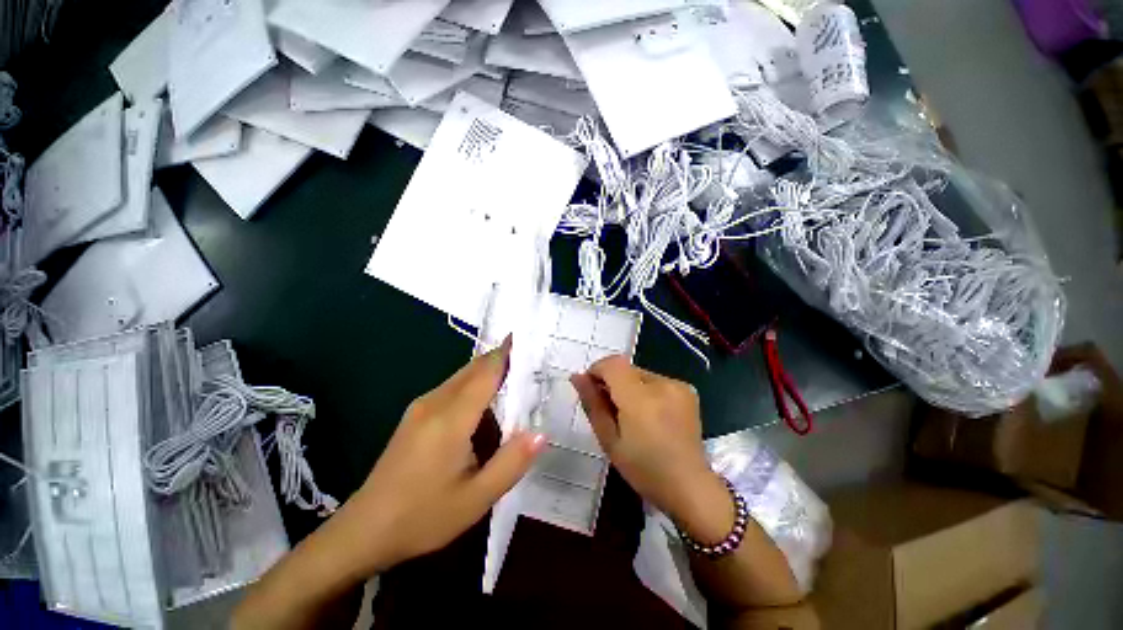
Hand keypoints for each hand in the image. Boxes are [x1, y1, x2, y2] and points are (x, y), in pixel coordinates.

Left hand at [333, 338, 545, 572]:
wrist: (364, 530)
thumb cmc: (423, 516)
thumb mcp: (476, 499)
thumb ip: (511, 463)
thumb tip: (541, 432)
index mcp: (451, 418)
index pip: (486, 373)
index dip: (506, 353)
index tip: (526, 338)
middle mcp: (434, 403)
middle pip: (473, 369)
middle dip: (500, 358)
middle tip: (529, 358)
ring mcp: (421, 407)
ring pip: (461, 376)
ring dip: (487, 371)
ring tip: (514, 376)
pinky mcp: (415, 415)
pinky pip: (451, 388)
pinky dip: (473, 384)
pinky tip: (485, 402)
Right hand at [571, 356, 732, 542]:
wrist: (690, 487)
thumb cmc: (643, 470)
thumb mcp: (609, 440)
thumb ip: (592, 404)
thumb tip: (577, 376)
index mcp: (641, 399)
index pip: (613, 364)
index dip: (597, 370)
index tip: (591, 389)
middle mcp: (662, 384)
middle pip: (626, 368)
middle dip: (612, 382)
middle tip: (610, 409)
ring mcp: (678, 385)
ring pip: (639, 374)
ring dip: (628, 386)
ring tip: (631, 415)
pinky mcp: (687, 390)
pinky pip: (655, 381)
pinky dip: (645, 391)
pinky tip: (649, 415)